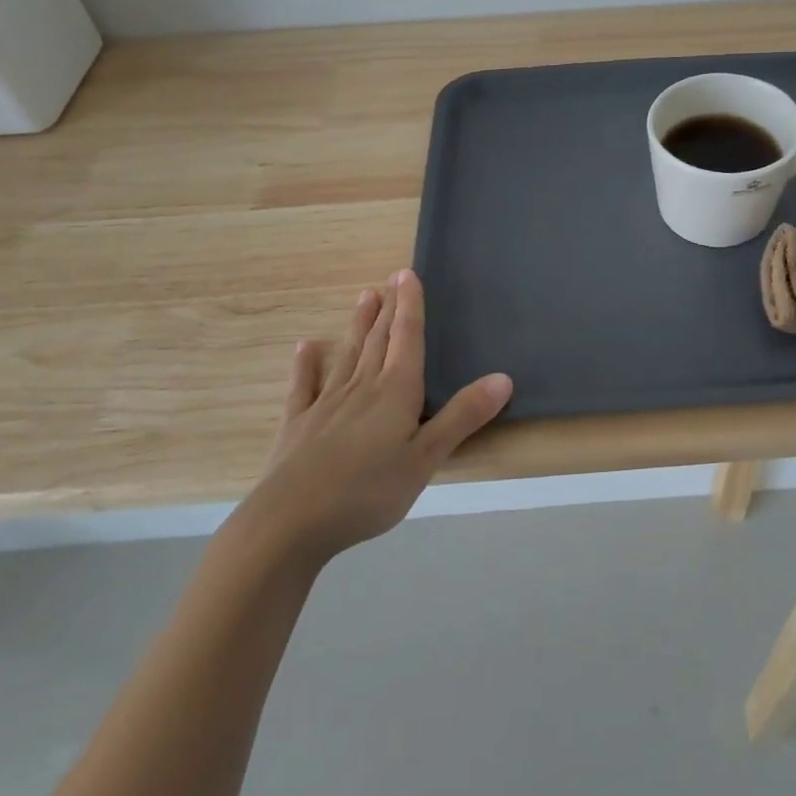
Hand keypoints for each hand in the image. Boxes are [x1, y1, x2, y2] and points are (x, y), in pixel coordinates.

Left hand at [232, 270, 512, 568]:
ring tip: (364, 297)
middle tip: (390, 278)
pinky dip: (307, 365)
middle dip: (388, 309)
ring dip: (358, 326)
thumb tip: (504, 378)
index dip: (410, 306)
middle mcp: (362, 387)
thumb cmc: (368, 491)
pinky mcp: (299, 425)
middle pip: (379, 340)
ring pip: (348, 355)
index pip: (407, 339)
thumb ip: (463, 417)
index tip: (407, 274)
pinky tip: (306, 348)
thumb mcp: (427, 458)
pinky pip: (305, 387)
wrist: (291, 521)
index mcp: (396, 392)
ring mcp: (326, 404)